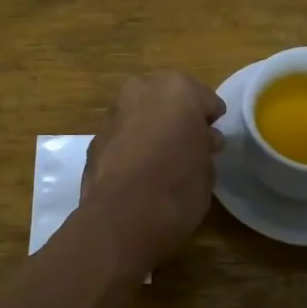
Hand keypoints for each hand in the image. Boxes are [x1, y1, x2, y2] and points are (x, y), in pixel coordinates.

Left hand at [80, 71, 226, 271]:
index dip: (210, 122)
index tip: (212, 143)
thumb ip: (205, 147)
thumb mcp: (207, 170)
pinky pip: (122, 135)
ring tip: (161, 160)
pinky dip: (130, 145)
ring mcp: (114, 111)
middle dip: (177, 118)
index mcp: (178, 89)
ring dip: (151, 129)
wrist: (121, 218)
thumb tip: (204, 140)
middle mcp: (142, 89)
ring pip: (141, 113)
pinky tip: (137, 171)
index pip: (206, 100)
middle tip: (187, 146)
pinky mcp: (94, 137)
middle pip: (168, 99)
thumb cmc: (177, 188)